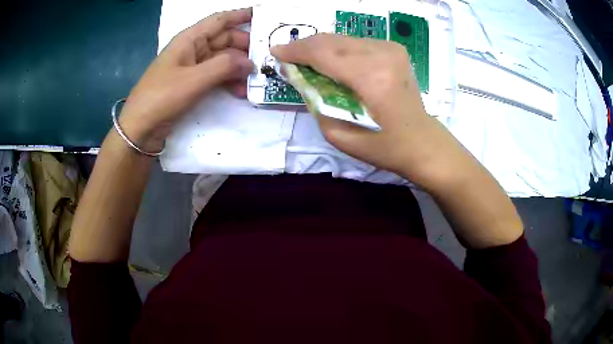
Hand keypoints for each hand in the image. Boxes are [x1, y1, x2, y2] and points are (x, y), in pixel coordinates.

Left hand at [118, 8, 254, 151]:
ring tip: (255, 80)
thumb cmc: (162, 97)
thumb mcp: (194, 79)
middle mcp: (193, 49)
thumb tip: (250, 63)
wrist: (140, 128)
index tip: (263, 16)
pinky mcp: (192, 84)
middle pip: (225, 40)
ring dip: (239, 68)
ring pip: (223, 60)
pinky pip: (216, 76)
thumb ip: (224, 67)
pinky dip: (229, 82)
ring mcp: (192, 67)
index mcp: (190, 39)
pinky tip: (240, 92)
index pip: (220, 20)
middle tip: (267, 58)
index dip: (240, 15)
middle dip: (245, 47)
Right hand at [271, 34, 448, 184]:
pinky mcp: (394, 48)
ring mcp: (391, 48)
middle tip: (288, 57)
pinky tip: (332, 61)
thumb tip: (297, 74)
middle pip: (331, 40)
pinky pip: (356, 42)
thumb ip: (314, 99)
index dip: (295, 51)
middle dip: (305, 46)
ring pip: (342, 38)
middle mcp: (383, 55)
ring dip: (321, 47)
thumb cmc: (382, 146)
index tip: (276, 52)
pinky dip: (339, 49)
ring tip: (307, 60)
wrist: (421, 141)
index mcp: (370, 78)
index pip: (323, 53)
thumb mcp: (338, 132)